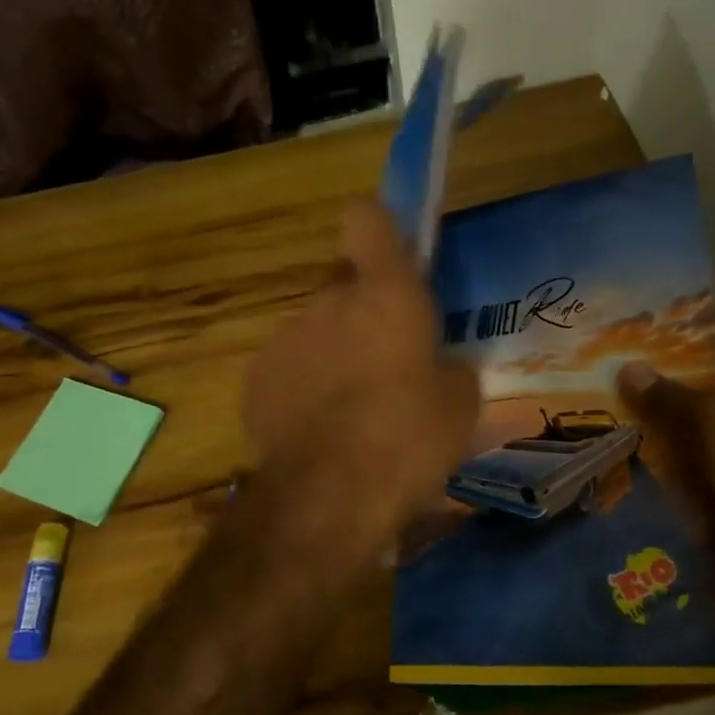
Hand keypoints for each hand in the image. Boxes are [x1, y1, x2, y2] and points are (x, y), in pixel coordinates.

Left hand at [243, 199, 479, 548]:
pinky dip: (302, 389)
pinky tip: (318, 433)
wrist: (329, 495)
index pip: (366, 219)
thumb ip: (449, 367)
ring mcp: (284, 339)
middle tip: (385, 363)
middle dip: (362, 313)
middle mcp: (328, 301)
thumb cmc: (408, 438)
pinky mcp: (255, 380)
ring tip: (351, 412)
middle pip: (342, 285)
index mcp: (385, 294)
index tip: (390, 258)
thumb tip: (439, 366)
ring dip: (332, 355)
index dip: (377, 229)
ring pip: (315, 331)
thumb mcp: (460, 405)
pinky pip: (288, 370)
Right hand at [618, 308, 714, 599]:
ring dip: (652, 403)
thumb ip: (669, 394)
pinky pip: (684, 444)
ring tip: (601, 390)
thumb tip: (627, 369)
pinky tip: (618, 433)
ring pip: (688, 407)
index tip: (639, 313)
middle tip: (607, 354)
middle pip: (702, 365)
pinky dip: (656, 439)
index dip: (687, 313)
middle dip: (658, 361)